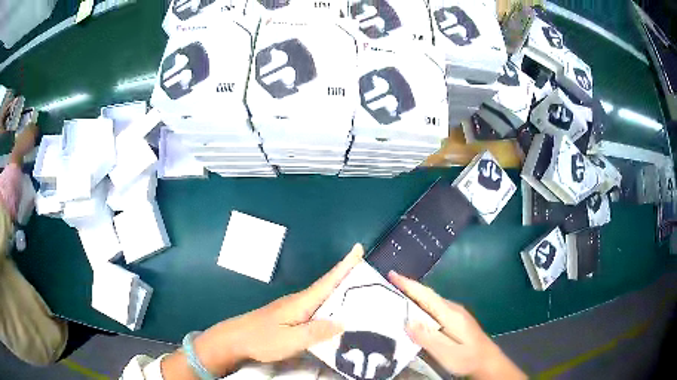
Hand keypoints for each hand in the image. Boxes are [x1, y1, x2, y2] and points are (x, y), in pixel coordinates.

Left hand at [231, 243, 364, 362]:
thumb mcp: (291, 340)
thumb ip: (316, 332)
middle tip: (369, 271)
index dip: (345, 266)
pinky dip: (329, 303)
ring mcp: (293, 307)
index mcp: (302, 303)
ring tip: (360, 289)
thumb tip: (343, 322)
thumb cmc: (262, 339)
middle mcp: (300, 300)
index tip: (358, 248)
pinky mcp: (290, 315)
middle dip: (348, 275)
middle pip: (328, 285)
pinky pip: (316, 305)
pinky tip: (334, 311)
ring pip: (322, 295)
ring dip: (340, 289)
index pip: (328, 281)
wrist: (235, 339)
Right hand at [389, 272, 525, 379]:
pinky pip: (434, 309)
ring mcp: (456, 314)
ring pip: (431, 302)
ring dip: (414, 297)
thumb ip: (428, 337)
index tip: (391, 274)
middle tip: (387, 285)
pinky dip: (421, 306)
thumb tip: (407, 321)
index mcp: (450, 314)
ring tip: (395, 297)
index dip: (408, 284)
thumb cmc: (467, 358)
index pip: (426, 295)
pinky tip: (414, 313)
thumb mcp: (446, 352)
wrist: (488, 362)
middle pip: (428, 295)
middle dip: (408, 288)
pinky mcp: (456, 321)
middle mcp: (453, 309)